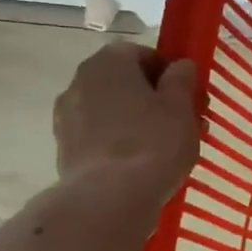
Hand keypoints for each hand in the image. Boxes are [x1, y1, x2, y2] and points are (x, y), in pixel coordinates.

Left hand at [52, 42, 200, 200]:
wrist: (109, 197)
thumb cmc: (153, 142)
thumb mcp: (181, 107)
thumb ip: (181, 80)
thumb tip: (180, 65)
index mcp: (109, 63)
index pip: (142, 53)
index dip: (168, 72)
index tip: (187, 95)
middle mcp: (80, 81)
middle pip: (124, 81)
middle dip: (153, 96)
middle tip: (181, 121)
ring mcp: (67, 115)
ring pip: (112, 108)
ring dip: (136, 119)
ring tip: (164, 146)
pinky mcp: (65, 146)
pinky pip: (100, 134)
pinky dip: (119, 140)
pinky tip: (141, 162)